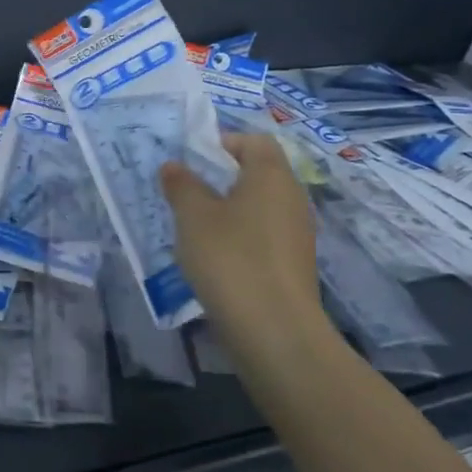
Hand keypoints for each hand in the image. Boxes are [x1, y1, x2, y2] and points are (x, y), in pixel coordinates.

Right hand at [160, 134, 331, 362]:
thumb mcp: (193, 216)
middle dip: (221, 178)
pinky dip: (240, 236)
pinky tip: (215, 258)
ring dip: (229, 209)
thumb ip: (181, 185)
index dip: (222, 143)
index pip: (254, 141)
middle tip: (186, 193)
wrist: (274, 331)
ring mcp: (297, 232)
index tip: (191, 163)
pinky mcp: (294, 263)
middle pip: (258, 172)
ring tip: (195, 227)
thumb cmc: (230, 259)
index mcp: (271, 175)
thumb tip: (174, 165)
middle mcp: (292, 197)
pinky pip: (264, 234)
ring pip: (259, 205)